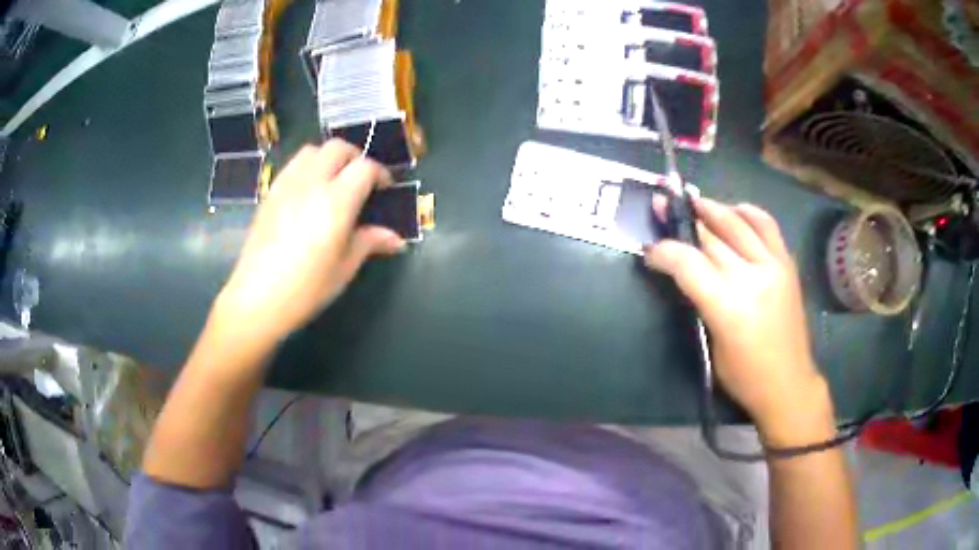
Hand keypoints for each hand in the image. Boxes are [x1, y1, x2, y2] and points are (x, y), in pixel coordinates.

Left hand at [216, 140, 404, 343]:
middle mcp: (312, 183)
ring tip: (333, 181)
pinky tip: (308, 192)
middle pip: (338, 148)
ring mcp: (287, 184)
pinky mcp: (270, 193)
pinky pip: (293, 165)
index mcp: (336, 202)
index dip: (380, 173)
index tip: (384, 189)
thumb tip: (397, 239)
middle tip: (360, 181)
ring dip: (329, 158)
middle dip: (355, 158)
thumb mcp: (344, 268)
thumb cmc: (306, 289)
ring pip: (312, 150)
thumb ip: (370, 242)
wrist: (257, 299)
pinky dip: (307, 167)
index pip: (365, 167)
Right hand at [645, 197, 832, 442]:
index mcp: (726, 306)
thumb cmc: (744, 376)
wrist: (788, 383)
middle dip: (682, 220)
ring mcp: (773, 265)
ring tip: (696, 202)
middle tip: (663, 206)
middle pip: (710, 236)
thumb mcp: (712, 343)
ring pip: (737, 222)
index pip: (687, 262)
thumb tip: (685, 269)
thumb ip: (700, 300)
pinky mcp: (787, 264)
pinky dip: (748, 212)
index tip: (650, 250)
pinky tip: (735, 211)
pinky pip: (766, 225)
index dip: (664, 251)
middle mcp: (751, 277)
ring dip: (713, 208)